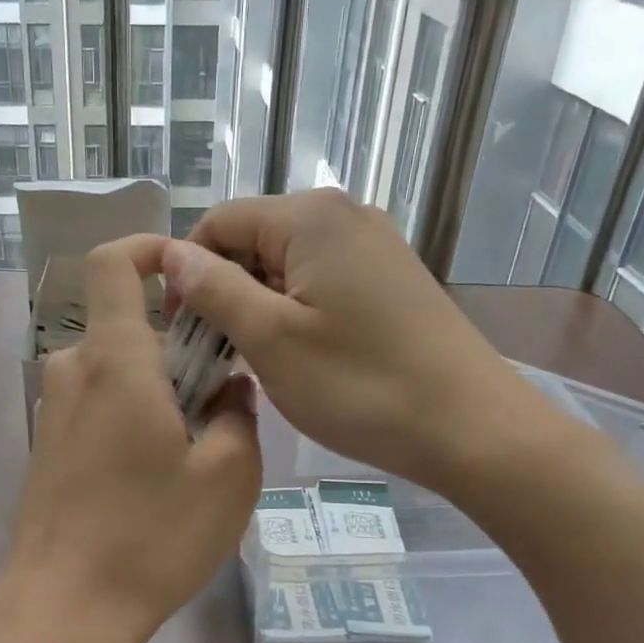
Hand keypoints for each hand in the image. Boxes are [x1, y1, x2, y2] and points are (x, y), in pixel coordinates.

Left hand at [0, 236, 261, 642]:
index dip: (148, 248)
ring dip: (156, 383)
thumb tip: (229, 390)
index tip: (189, 271)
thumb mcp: (228, 477)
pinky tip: (154, 471)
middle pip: (125, 323)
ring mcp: (53, 410)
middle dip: (177, 342)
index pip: (113, 264)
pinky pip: (95, 402)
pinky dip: (130, 411)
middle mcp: (73, 371)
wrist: (63, 610)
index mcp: (115, 361)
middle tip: (220, 396)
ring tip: (194, 443)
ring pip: (114, 367)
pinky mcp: (47, 445)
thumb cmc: (151, 538)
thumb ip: (238, 416)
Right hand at [170, 189, 573, 500]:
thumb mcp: (271, 339)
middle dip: (224, 290)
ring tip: (257, 361)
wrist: (472, 428)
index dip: (187, 271)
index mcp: (310, 216)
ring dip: (258, 306)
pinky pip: (321, 280)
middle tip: (217, 354)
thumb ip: (213, 289)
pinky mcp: (390, 277)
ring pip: (286, 264)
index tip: (180, 330)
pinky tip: (299, 354)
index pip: (218, 222)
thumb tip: (171, 254)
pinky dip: (295, 311)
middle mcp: (343, 215)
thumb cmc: (361, 385)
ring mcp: (373, 245)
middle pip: (253, 240)